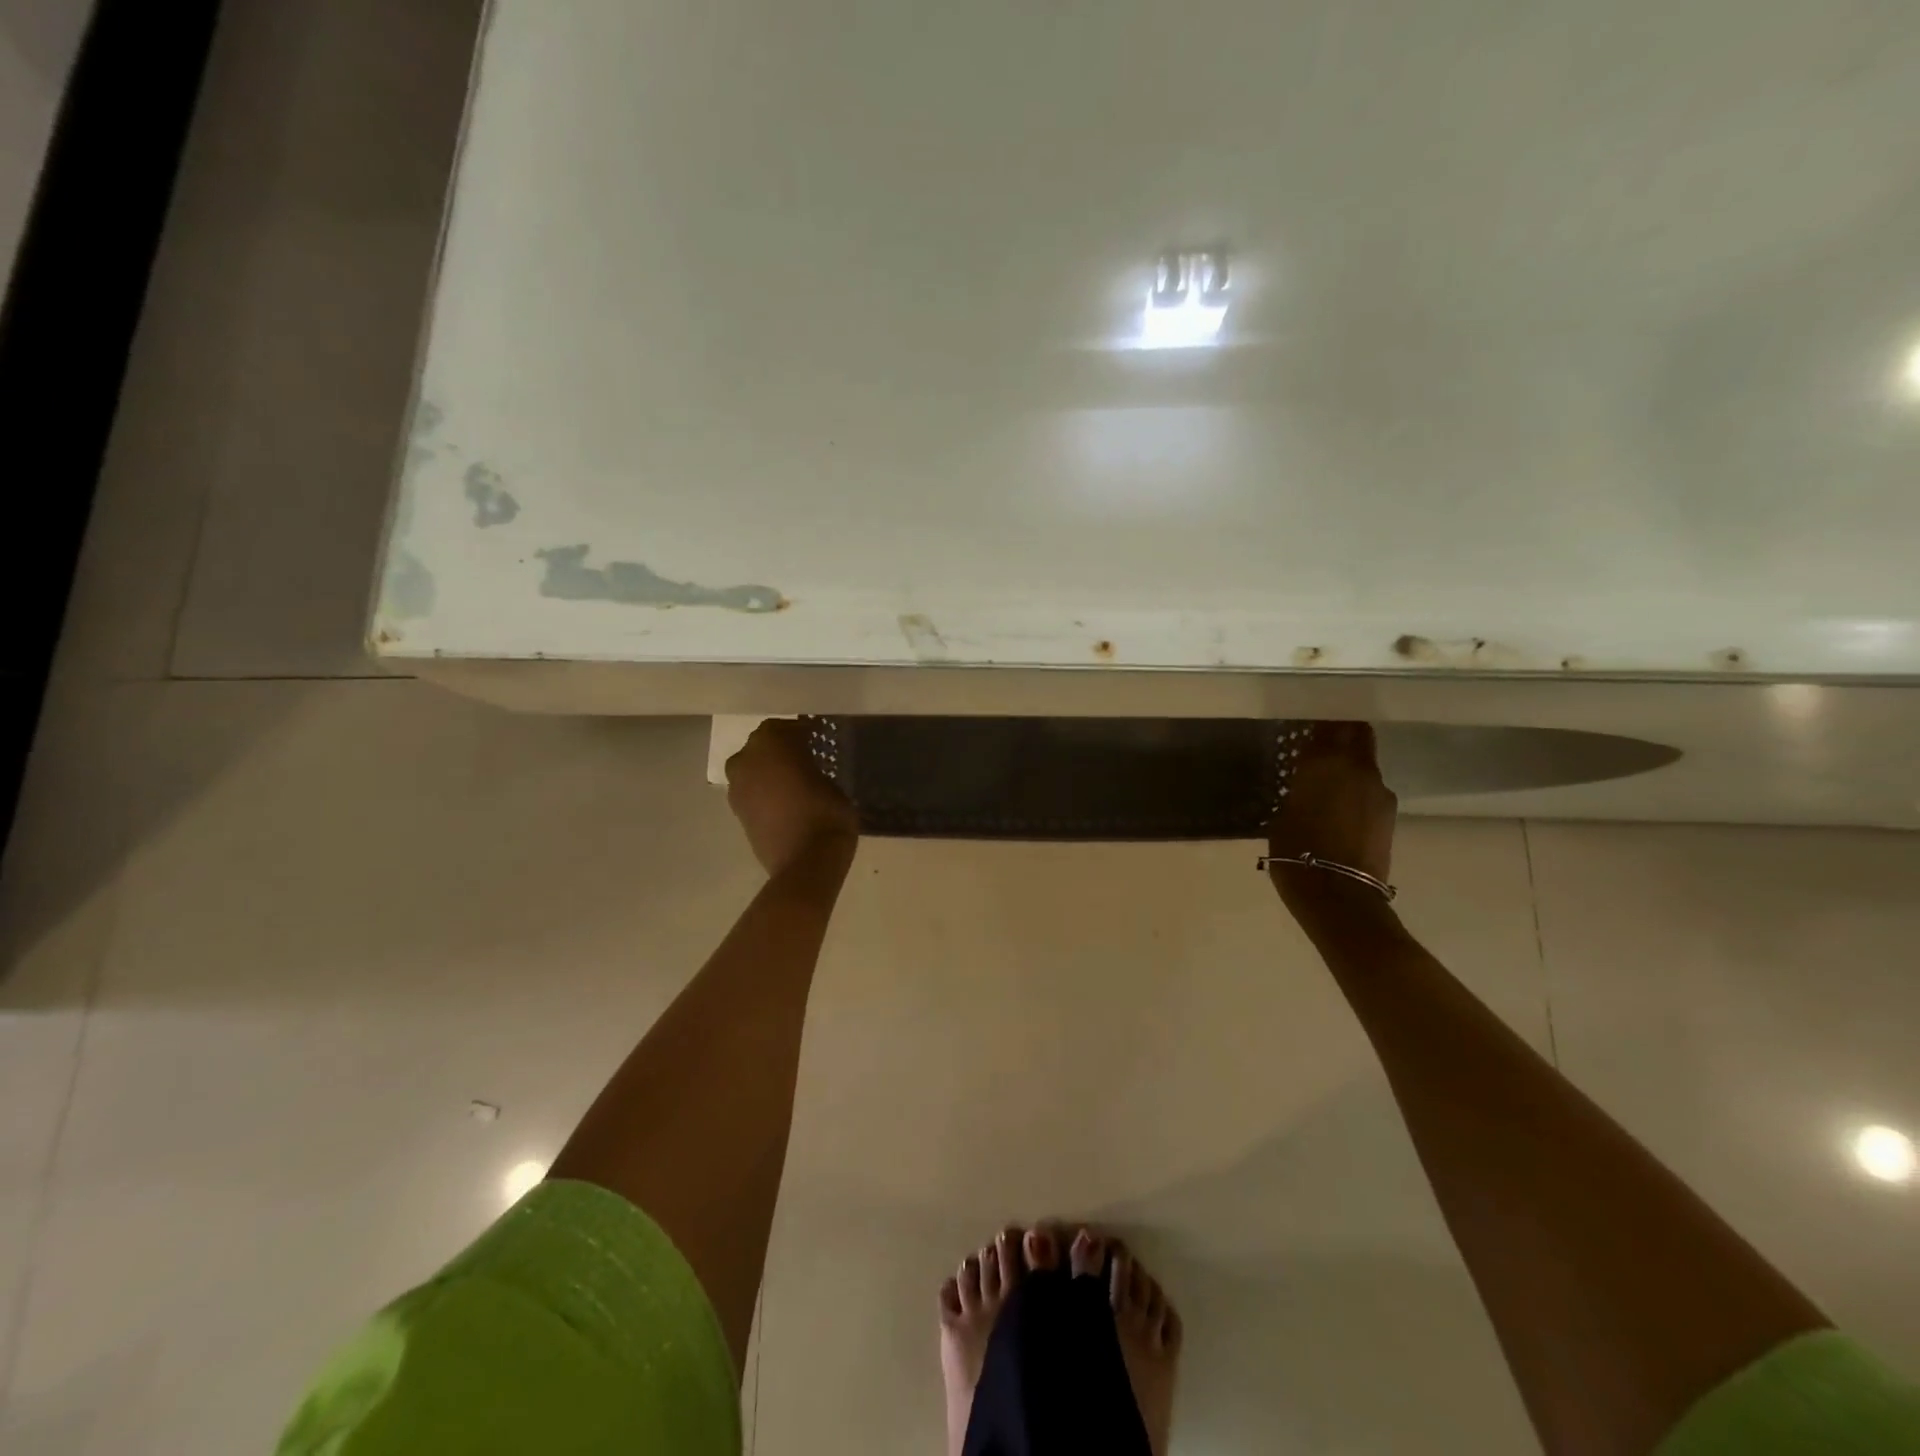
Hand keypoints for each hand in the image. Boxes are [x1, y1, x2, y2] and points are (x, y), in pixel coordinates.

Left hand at [725, 719, 858, 876]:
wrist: (805, 860)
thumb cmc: (826, 812)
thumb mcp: (831, 781)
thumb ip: (813, 767)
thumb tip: (808, 768)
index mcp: (772, 741)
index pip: (788, 727)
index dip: (804, 733)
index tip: (818, 739)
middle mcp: (747, 757)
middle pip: (765, 744)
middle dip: (782, 749)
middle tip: (806, 758)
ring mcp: (737, 785)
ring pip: (754, 767)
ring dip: (770, 770)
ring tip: (795, 781)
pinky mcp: (736, 810)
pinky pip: (752, 790)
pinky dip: (765, 791)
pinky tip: (785, 800)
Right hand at [1265, 722, 1397, 916]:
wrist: (1338, 895)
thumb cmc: (1296, 852)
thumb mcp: (1284, 813)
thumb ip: (1301, 787)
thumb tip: (1308, 781)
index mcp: (1323, 762)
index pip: (1328, 725)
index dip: (1320, 724)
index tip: (1308, 726)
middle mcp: (1356, 766)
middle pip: (1357, 734)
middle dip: (1343, 735)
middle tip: (1324, 744)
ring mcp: (1379, 789)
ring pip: (1365, 763)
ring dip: (1351, 766)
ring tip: (1330, 785)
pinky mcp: (1390, 812)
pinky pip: (1370, 789)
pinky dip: (1358, 791)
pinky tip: (1342, 810)